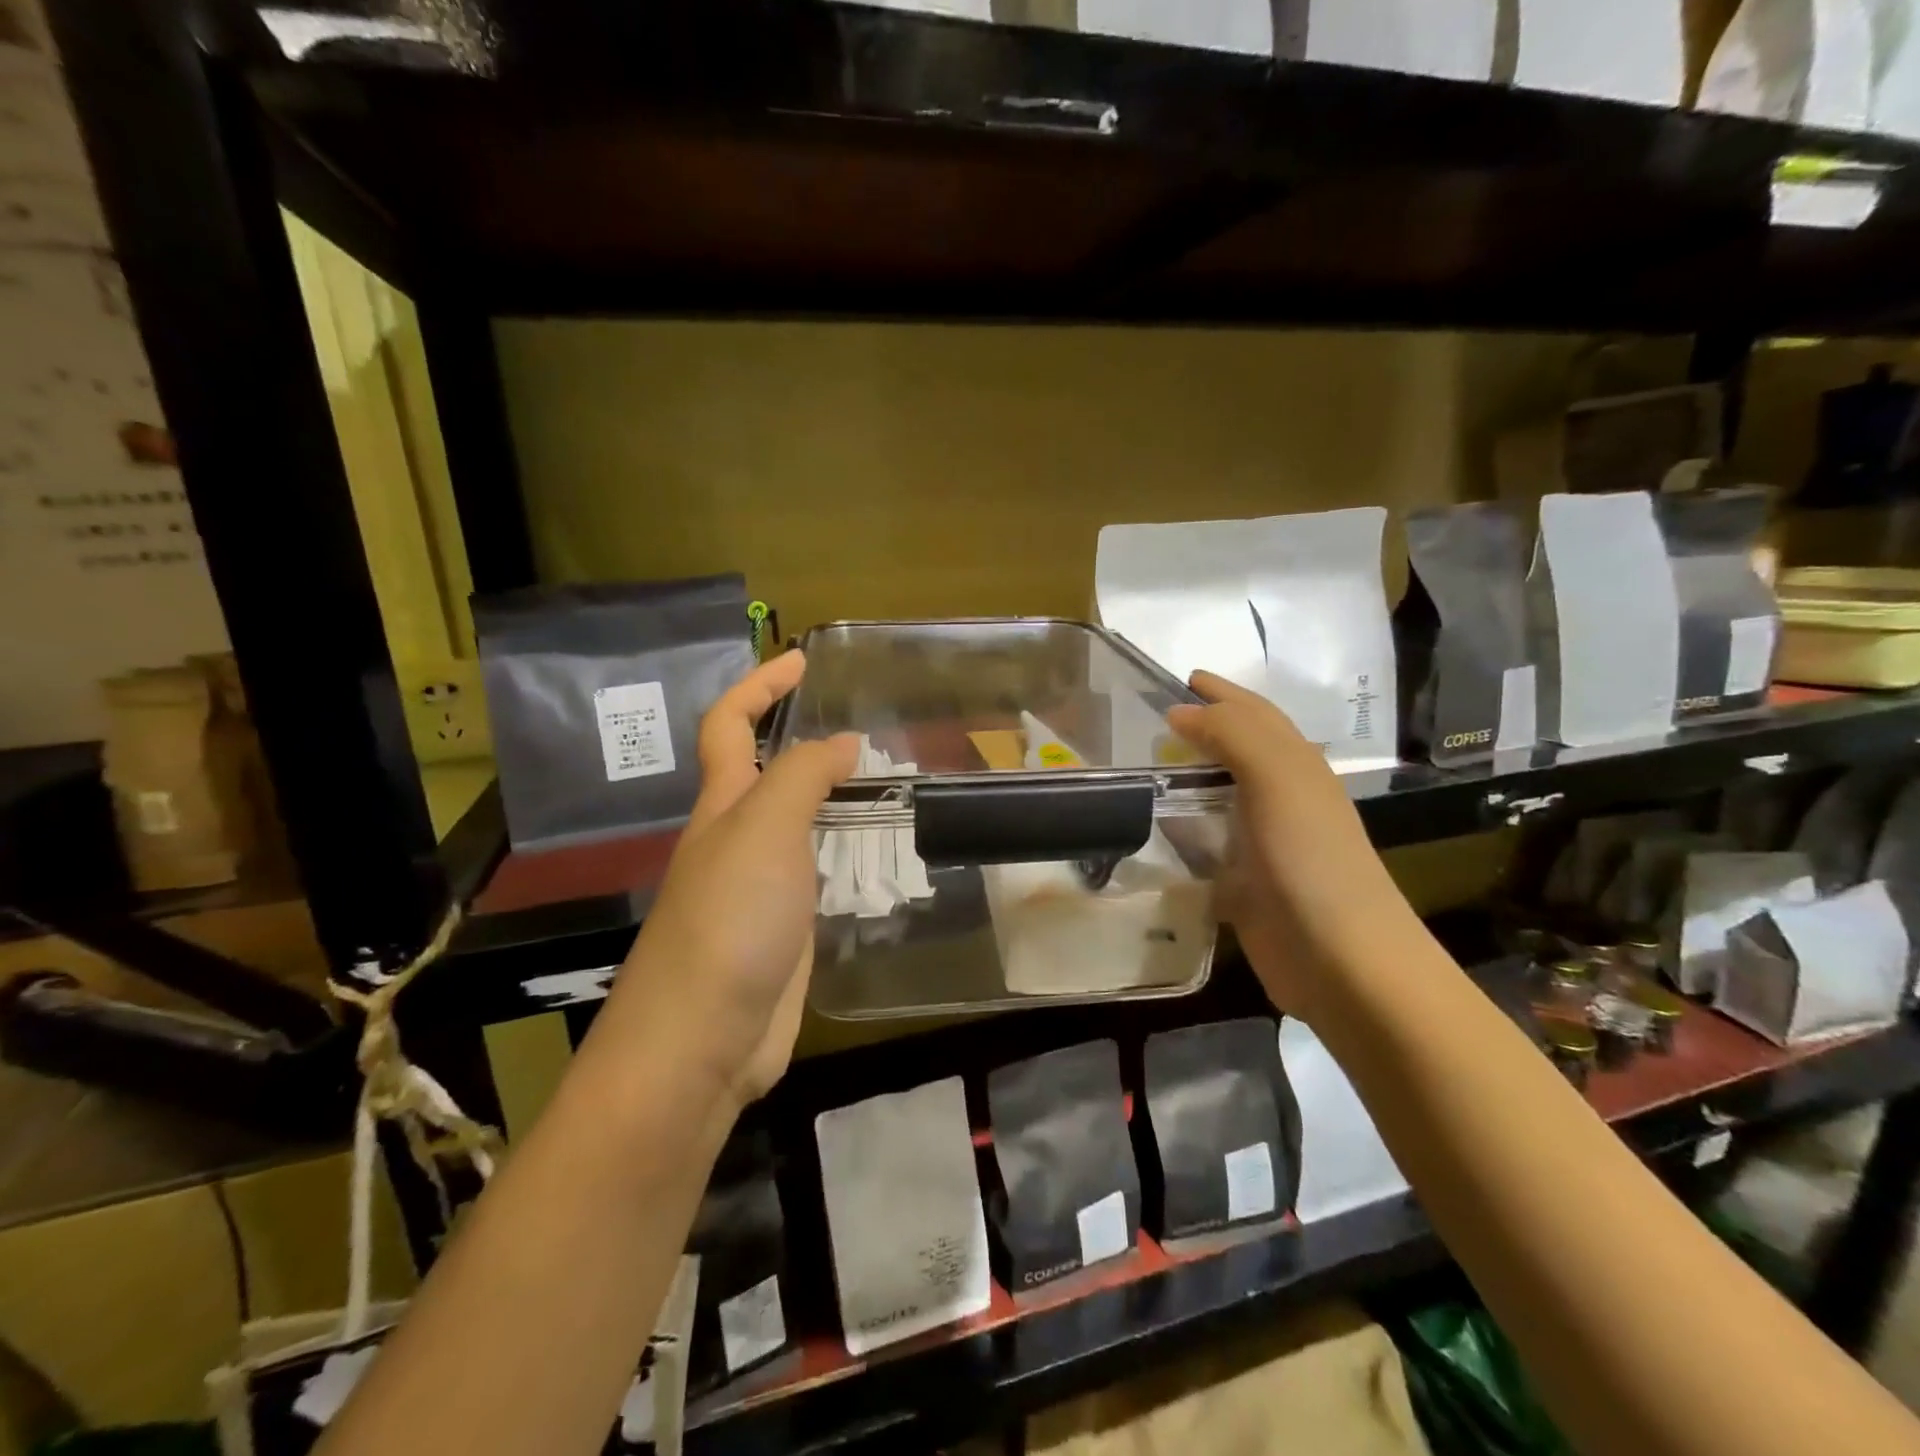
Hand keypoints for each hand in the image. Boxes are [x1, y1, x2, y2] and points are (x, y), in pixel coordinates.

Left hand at [599, 652, 857, 1112]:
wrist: (701, 1041)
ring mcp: (760, 888)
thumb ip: (802, 776)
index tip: (804, 660)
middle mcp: (736, 839)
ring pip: (798, 824)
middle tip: (868, 727)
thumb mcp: (764, 829)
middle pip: (765, 772)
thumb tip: (843, 741)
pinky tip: (879, 857)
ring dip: (834, 798)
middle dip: (805, 739)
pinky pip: (817, 875)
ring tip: (890, 783)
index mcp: (722, 806)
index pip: (729, 725)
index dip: (759, 686)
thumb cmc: (728, 920)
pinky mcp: (784, 931)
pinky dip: (844, 854)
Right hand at [1166, 672, 1411, 1024]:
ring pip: (1220, 796)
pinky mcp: (1243, 884)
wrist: (1341, 960)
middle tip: (1155, 717)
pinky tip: (1154, 830)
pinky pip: (1205, 843)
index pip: (1255, 714)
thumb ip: (1233, 735)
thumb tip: (1182, 710)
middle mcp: (1281, 799)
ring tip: (1144, 767)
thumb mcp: (1278, 780)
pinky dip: (1181, 829)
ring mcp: (1262, 843)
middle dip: (1205, 727)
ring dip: (1187, 777)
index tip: (1184, 676)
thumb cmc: (1311, 859)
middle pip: (1239, 750)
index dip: (1222, 692)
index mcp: (1295, 767)